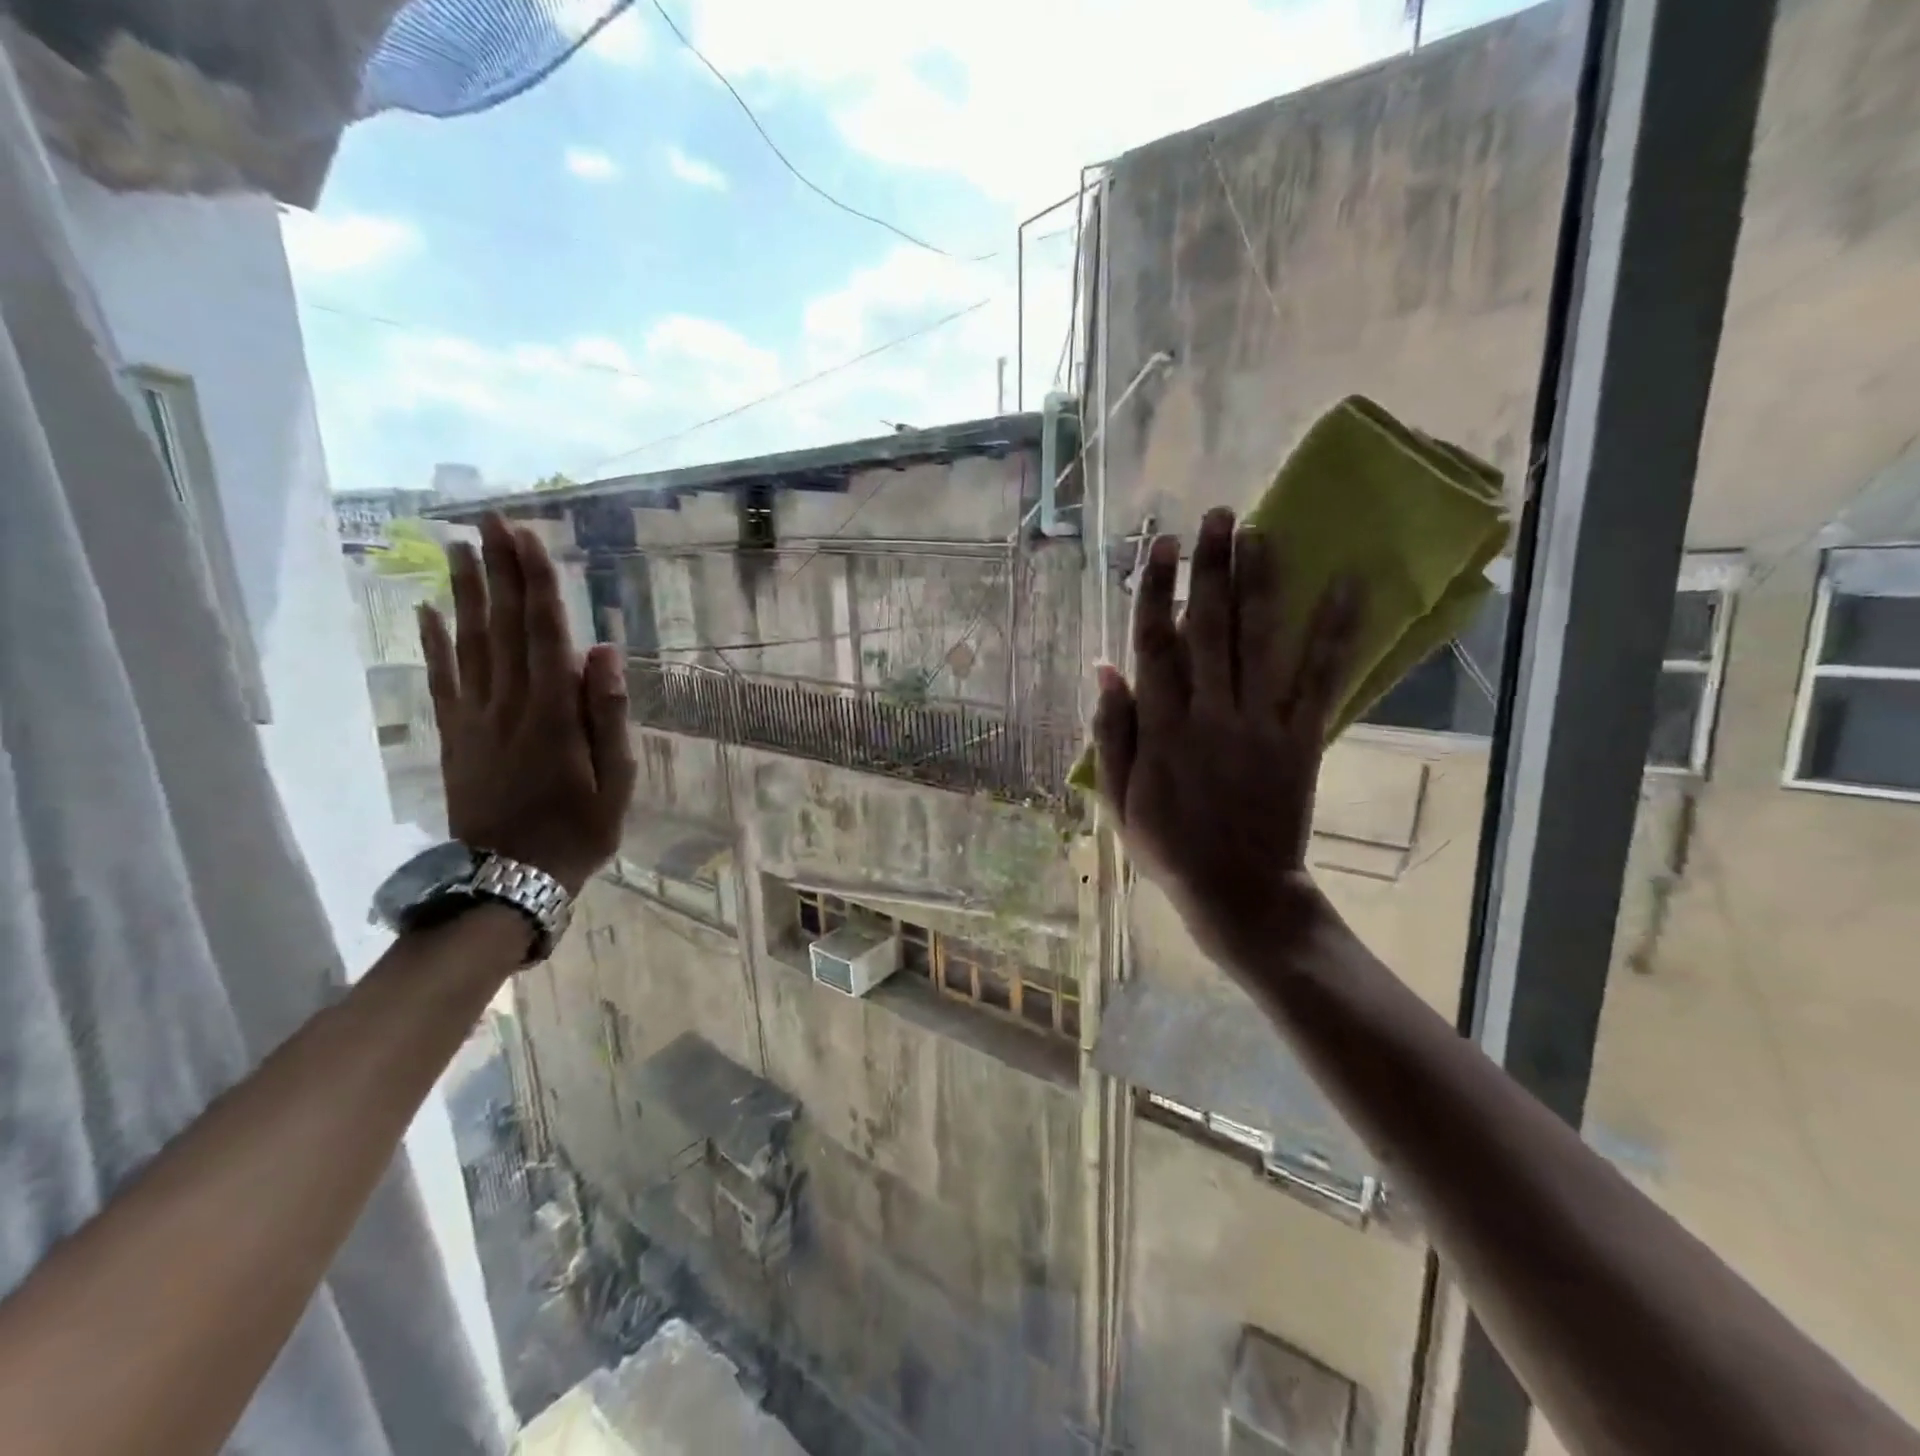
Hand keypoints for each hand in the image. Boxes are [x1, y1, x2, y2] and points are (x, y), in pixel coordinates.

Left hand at [418, 513, 635, 894]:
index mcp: (554, 714)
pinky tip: (426, 611)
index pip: (544, 634)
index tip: (526, 537)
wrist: (508, 881)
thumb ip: (609, 715)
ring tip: (458, 548)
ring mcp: (476, 719)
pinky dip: (433, 643)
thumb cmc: (578, 832)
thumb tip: (605, 651)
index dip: (535, 583)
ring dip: (464, 594)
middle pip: (502, 626)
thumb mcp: (616, 782)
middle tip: (489, 521)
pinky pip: (442, 680)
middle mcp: (510, 704)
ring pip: (468, 644)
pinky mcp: (455, 736)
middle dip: (498, 571)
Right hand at [1091, 507, 1361, 968]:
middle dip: (1210, 569)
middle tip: (1216, 516)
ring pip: (1259, 642)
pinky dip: (1335, 632)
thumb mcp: (1118, 799)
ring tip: (1260, 532)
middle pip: (1208, 629)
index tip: (1160, 546)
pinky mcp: (1301, 738)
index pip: (1155, 646)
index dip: (1156, 592)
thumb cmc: (1169, 848)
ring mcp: (1259, 724)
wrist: (1238, 892)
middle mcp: (1210, 714)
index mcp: (1161, 729)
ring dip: (1259, 583)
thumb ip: (1111, 733)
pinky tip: (1347, 585)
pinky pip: (1319, 680)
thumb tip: (1105, 669)